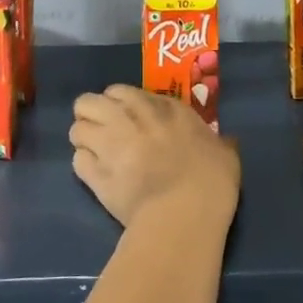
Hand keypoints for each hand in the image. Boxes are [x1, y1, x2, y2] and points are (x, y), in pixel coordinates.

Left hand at [70, 85, 240, 227]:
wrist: (185, 211)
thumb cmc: (210, 178)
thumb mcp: (224, 153)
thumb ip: (217, 143)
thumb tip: (225, 144)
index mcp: (161, 106)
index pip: (122, 91)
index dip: (120, 103)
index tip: (128, 117)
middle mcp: (128, 116)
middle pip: (88, 102)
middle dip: (92, 114)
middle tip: (104, 133)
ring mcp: (108, 143)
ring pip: (76, 129)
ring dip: (84, 140)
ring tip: (97, 156)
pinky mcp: (95, 174)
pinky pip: (77, 161)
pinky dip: (84, 167)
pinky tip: (97, 177)